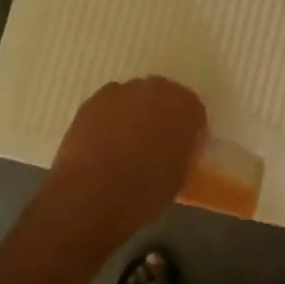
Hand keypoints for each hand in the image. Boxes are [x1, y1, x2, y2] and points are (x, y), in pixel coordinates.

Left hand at [48, 77, 207, 237]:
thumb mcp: (179, 175)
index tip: (182, 148)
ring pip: (133, 99)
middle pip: (162, 97)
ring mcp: (119, 92)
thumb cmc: (145, 190)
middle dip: (161, 116)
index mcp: (184, 106)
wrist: (92, 194)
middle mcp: (154, 89)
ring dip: (133, 115)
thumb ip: (181, 151)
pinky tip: (103, 145)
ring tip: (126, 145)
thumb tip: (173, 148)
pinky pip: (108, 107)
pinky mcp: (91, 102)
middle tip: (156, 143)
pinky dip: (109, 121)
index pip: (193, 111)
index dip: (188, 130)